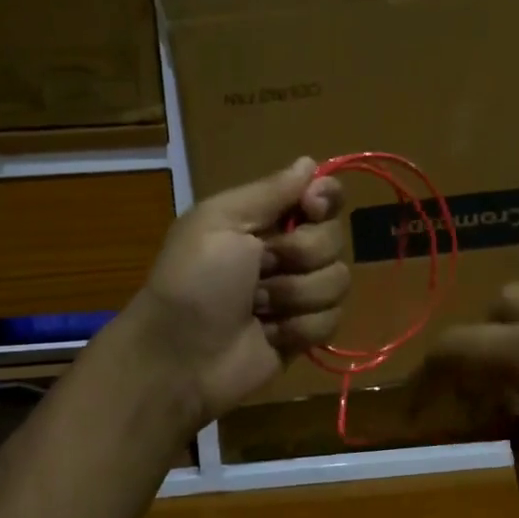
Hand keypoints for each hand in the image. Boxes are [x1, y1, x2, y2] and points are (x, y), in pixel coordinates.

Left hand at [118, 158, 348, 427]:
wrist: (180, 356)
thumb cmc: (194, 280)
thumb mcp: (220, 221)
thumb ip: (269, 191)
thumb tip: (309, 161)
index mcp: (264, 220)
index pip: (322, 196)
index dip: (325, 200)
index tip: (310, 208)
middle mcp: (287, 253)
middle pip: (334, 239)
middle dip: (299, 256)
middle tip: (259, 269)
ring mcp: (298, 296)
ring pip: (338, 282)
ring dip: (295, 296)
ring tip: (257, 308)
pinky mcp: (304, 334)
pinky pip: (332, 321)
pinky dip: (299, 328)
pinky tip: (269, 334)